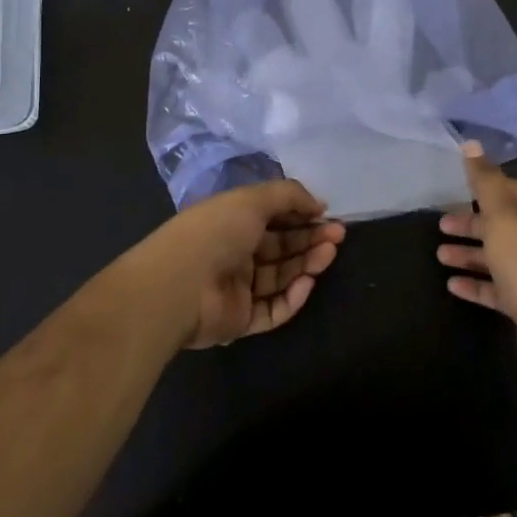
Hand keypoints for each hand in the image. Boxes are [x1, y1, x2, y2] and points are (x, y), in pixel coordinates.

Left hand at [130, 179, 344, 348]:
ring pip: (281, 277)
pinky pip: (273, 309)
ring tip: (329, 253)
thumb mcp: (253, 199)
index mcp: (232, 221)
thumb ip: (289, 196)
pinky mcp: (240, 320)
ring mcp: (237, 288)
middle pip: (281, 247)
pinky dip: (293, 297)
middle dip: (310, 239)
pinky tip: (308, 282)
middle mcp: (235, 253)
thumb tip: (319, 204)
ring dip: (306, 264)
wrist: (178, 286)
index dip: (301, 215)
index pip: (273, 217)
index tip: (327, 215)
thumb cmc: (215, 232)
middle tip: (338, 235)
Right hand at [436, 143, 516, 374]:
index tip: (455, 191)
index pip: (512, 189)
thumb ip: (484, 180)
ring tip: (440, 256)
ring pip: (499, 255)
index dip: (484, 188)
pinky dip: (476, 283)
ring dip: (469, 254)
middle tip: (441, 225)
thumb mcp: (501, 213)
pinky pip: (498, 286)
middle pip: (503, 223)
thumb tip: (470, 144)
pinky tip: (452, 285)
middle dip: (471, 224)